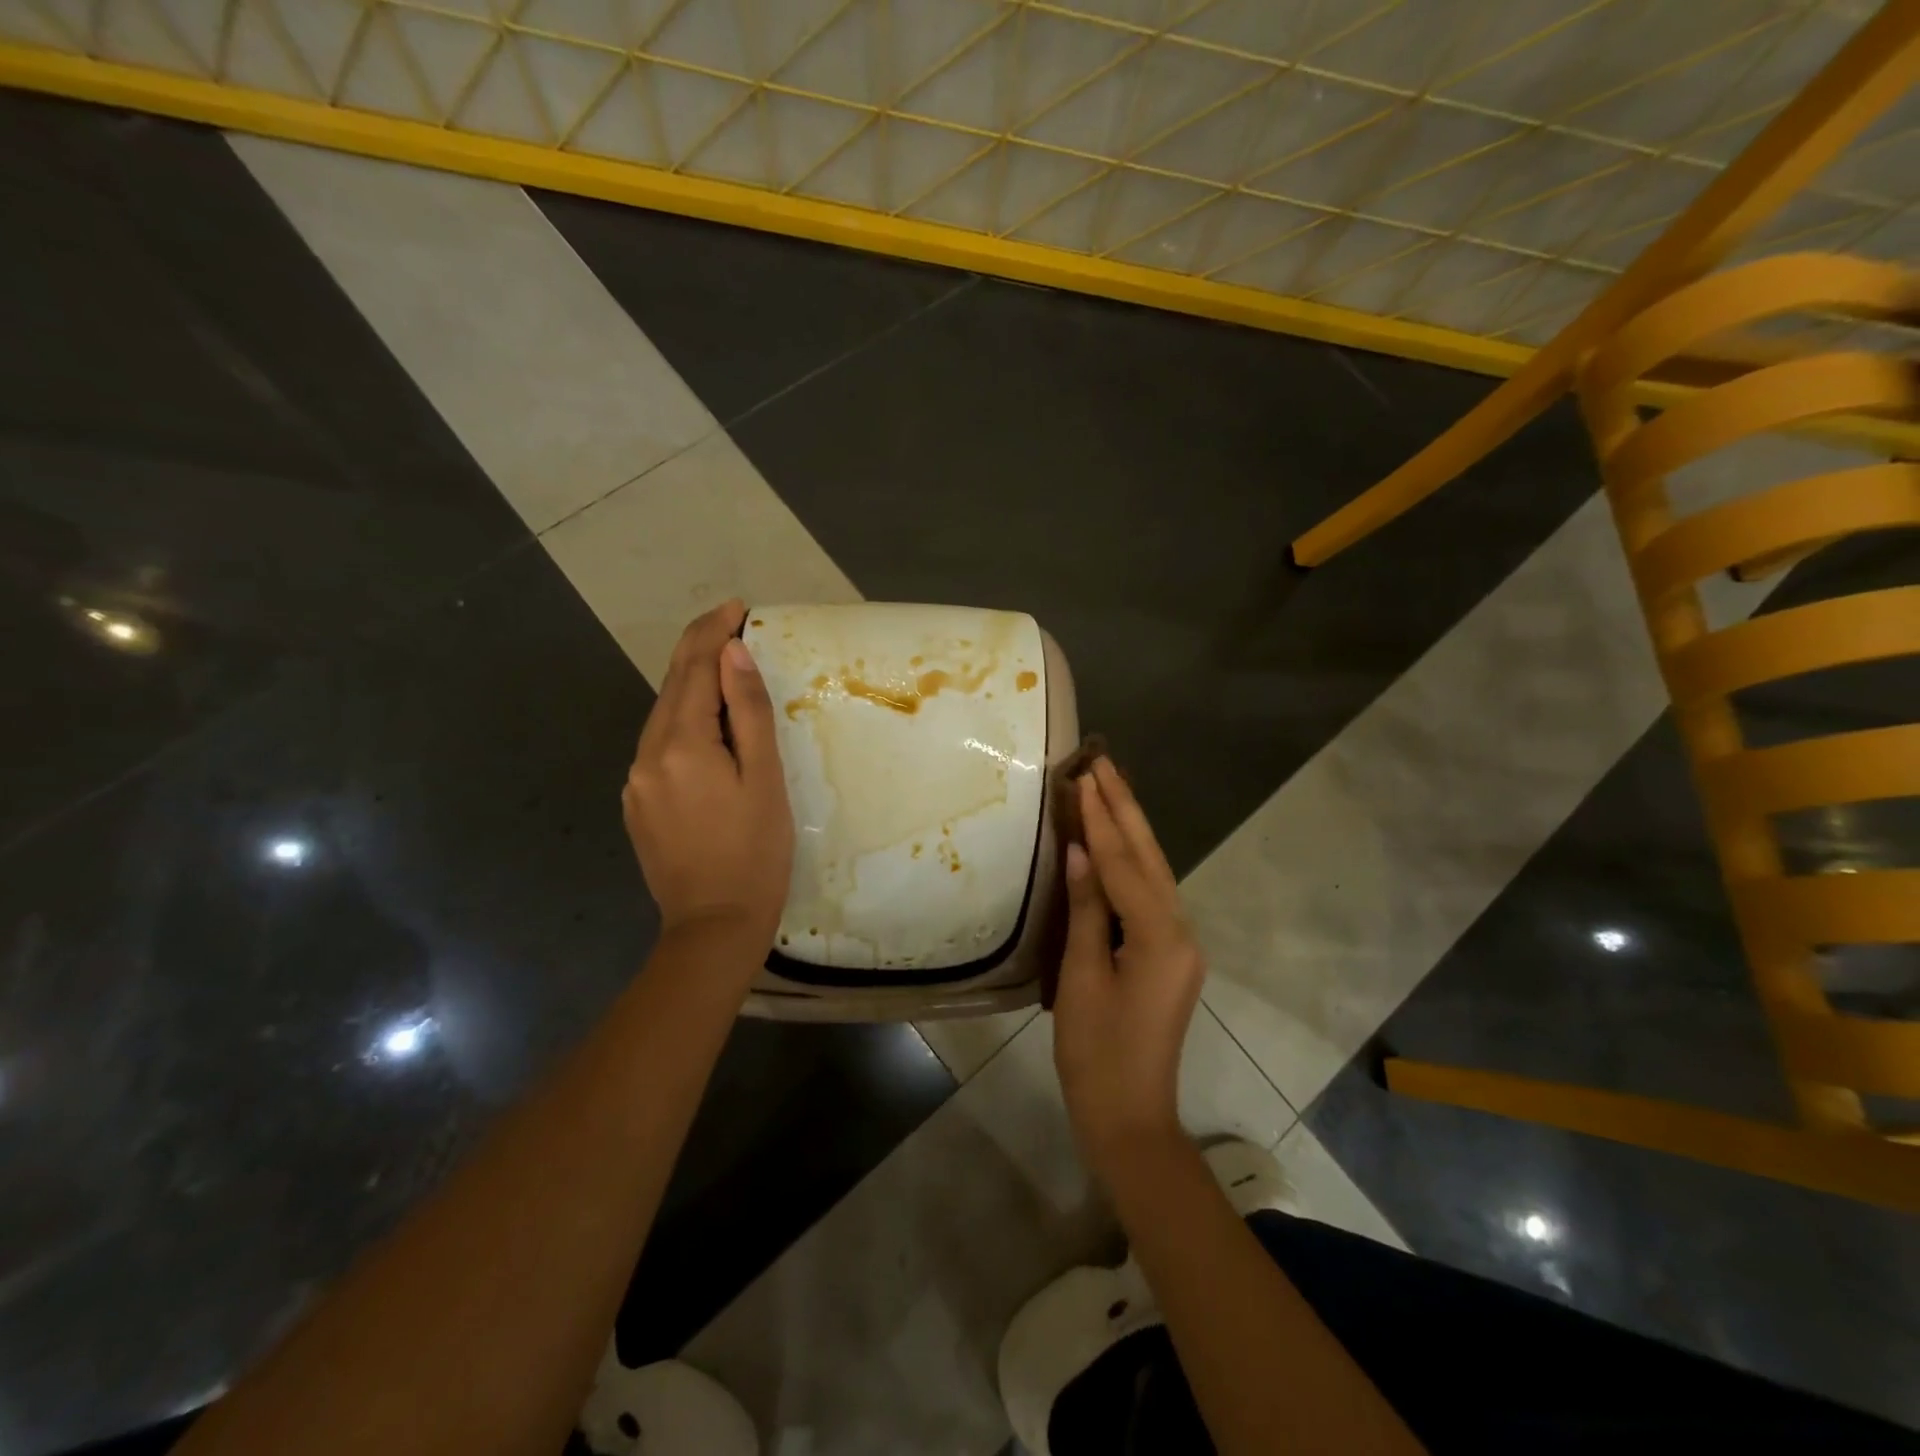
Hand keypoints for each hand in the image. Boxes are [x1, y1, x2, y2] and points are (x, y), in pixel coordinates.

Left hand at [623, 600, 793, 958]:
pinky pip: (660, 746)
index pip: (692, 669)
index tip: (737, 607)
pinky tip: (707, 728)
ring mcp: (636, 781)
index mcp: (680, 744)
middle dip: (700, 650)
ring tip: (725, 670)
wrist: (713, 925)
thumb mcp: (764, 779)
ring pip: (664, 716)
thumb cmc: (754, 852)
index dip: (713, 632)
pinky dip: (684, 723)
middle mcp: (646, 755)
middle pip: (672, 687)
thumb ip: (746, 712)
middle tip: (732, 624)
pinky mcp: (638, 804)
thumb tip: (731, 654)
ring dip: (692, 687)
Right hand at [1053, 759, 1203, 1179]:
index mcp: (1160, 937)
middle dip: (1125, 808)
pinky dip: (1130, 864)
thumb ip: (1087, 909)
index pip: (1123, 863)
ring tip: (1109, 788)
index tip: (1084, 775)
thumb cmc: (1096, 1053)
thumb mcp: (1081, 977)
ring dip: (1130, 829)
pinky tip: (1115, 844)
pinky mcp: (1170, 955)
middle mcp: (1181, 932)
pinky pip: (1150, 896)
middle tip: (1103, 762)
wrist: (1129, 1118)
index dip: (1101, 818)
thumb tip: (1081, 850)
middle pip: (1148, 858)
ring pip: (1153, 873)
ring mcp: (1180, 944)